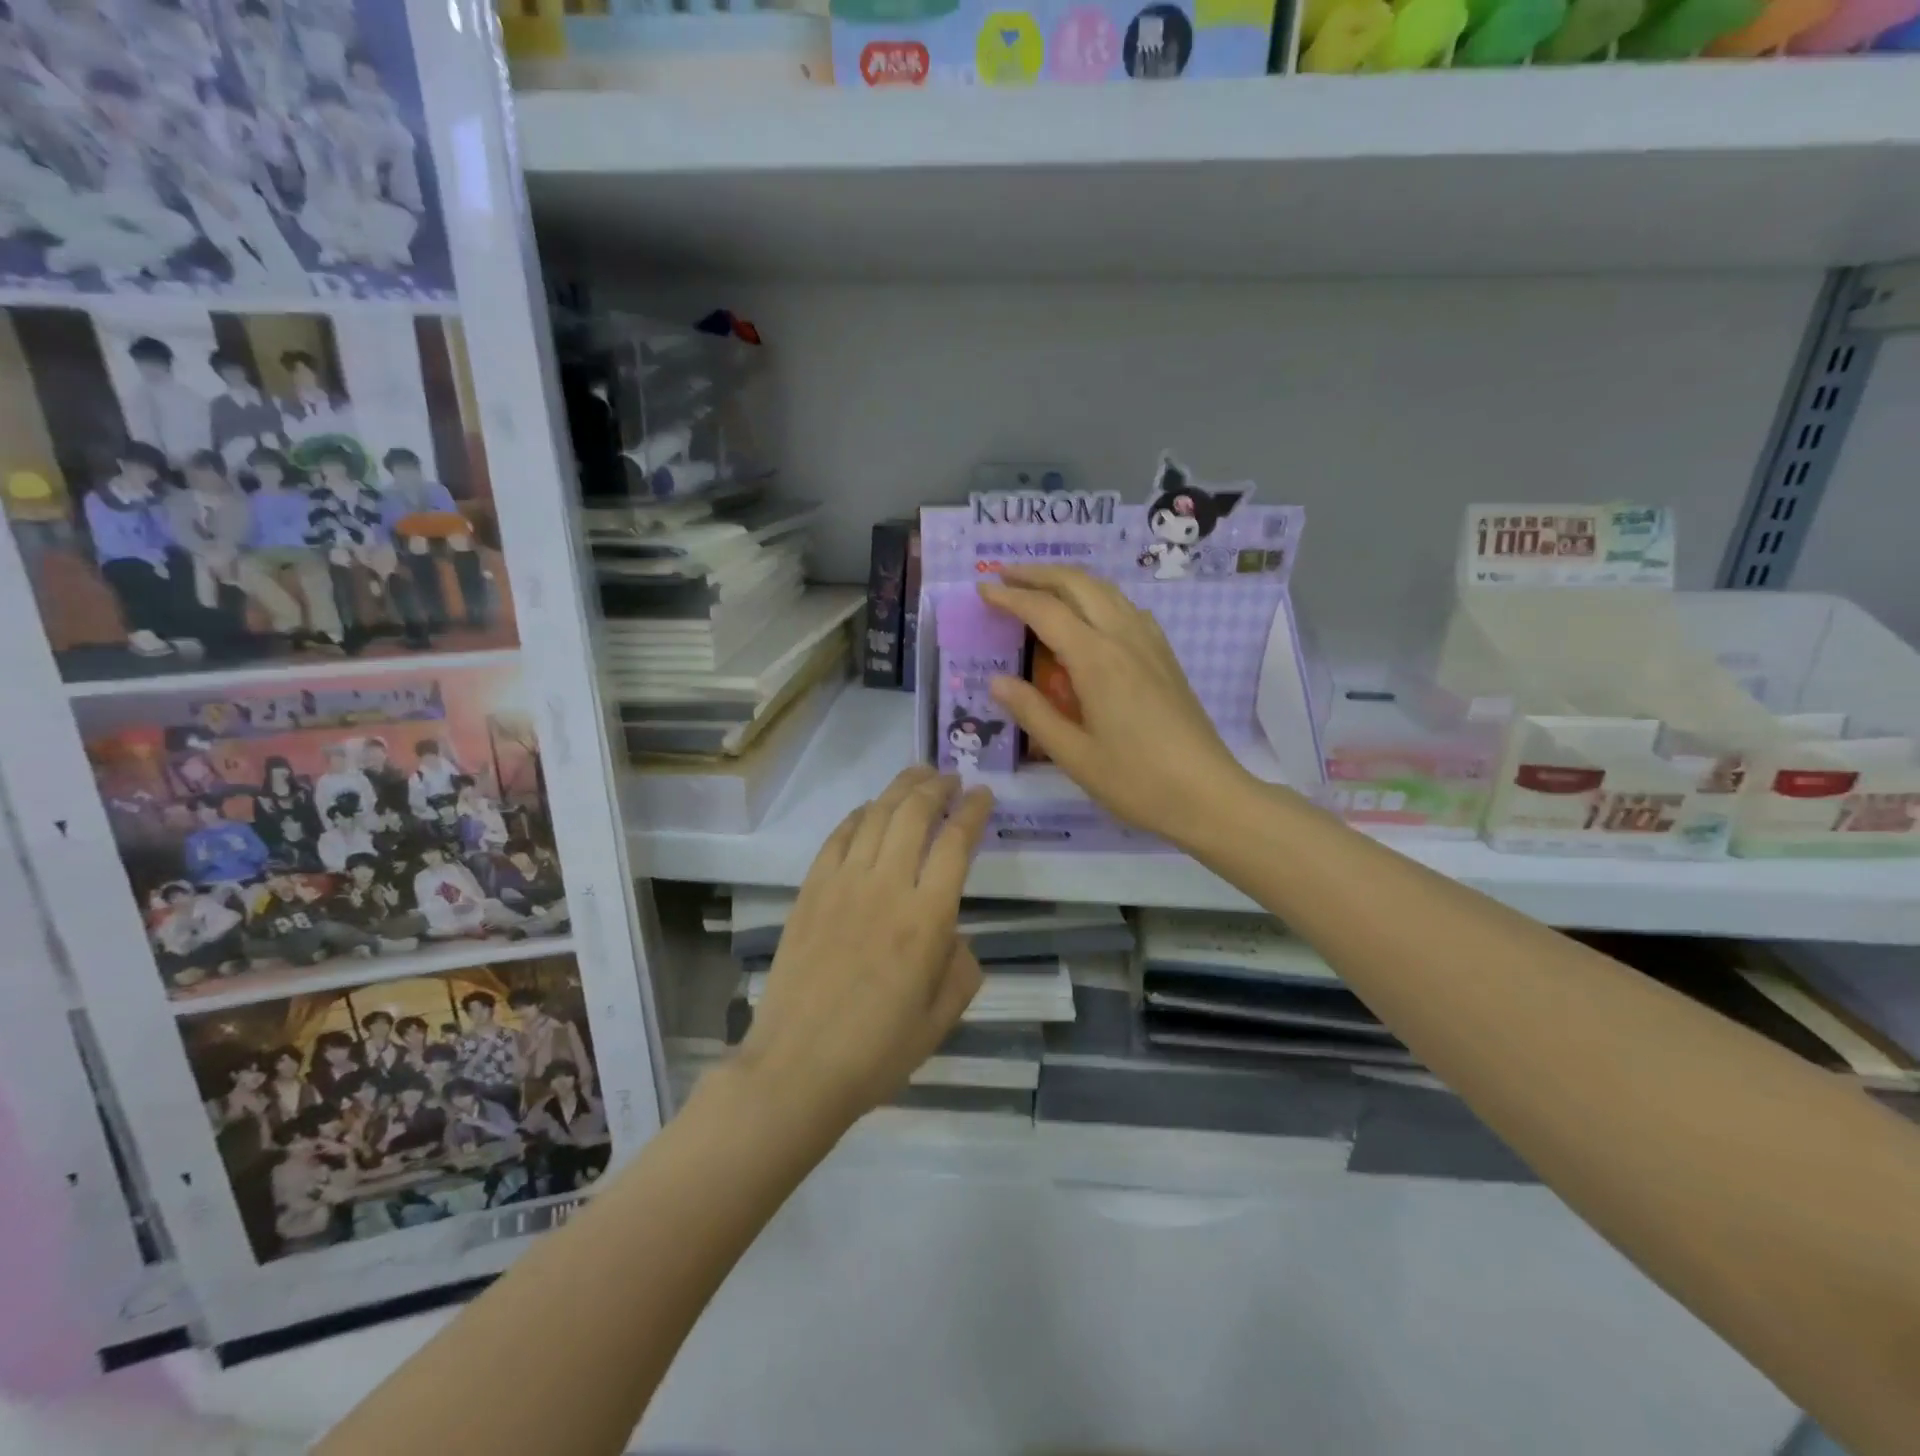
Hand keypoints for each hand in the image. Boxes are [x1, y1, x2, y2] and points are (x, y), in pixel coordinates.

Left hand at [736, 767, 992, 1131]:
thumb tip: (951, 935)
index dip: (973, 811)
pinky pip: (838, 838)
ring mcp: (842, 884)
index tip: (983, 795)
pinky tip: (869, 810)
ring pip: (875, 816)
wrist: (797, 1068)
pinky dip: (858, 815)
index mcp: (926, 919)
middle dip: (937, 787)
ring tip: (918, 775)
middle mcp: (886, 887)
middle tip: (951, 777)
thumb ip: (962, 966)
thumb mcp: (942, 1018)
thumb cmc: (878, 1052)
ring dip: (900, 789)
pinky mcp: (811, 891)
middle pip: (914, 814)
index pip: (956, 843)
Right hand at [980, 565, 1248, 846]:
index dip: (1010, 597)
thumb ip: (1033, 713)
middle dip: (1039, 573)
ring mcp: (1150, 645)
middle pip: (1079, 584)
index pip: (1045, 611)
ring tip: (1041, 588)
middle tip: (1006, 574)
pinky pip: (1128, 609)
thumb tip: (996, 681)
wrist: (1209, 795)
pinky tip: (1091, 618)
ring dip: (1070, 581)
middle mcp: (1124, 638)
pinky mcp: (1165, 657)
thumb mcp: (1073, 755)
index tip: (982, 589)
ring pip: (1107, 591)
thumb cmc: (1136, 781)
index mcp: (1097, 660)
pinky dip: (1099, 598)